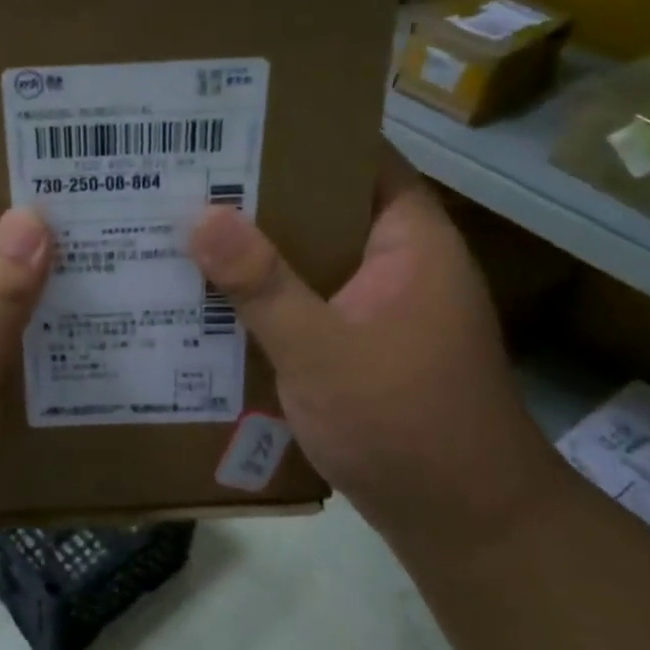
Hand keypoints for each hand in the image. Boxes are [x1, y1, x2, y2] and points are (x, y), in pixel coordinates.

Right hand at [188, 151, 549, 548]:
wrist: (465, 524)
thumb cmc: (404, 423)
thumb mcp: (321, 350)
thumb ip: (261, 283)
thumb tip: (199, 214)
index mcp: (409, 240)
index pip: (358, 157)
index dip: (301, 135)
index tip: (232, 125)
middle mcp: (399, 262)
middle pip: (325, 206)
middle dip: (260, 195)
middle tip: (186, 177)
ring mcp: (382, 306)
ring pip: (311, 258)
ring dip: (259, 250)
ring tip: (185, 228)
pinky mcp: (363, 344)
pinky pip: (308, 301)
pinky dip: (268, 296)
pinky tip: (212, 299)